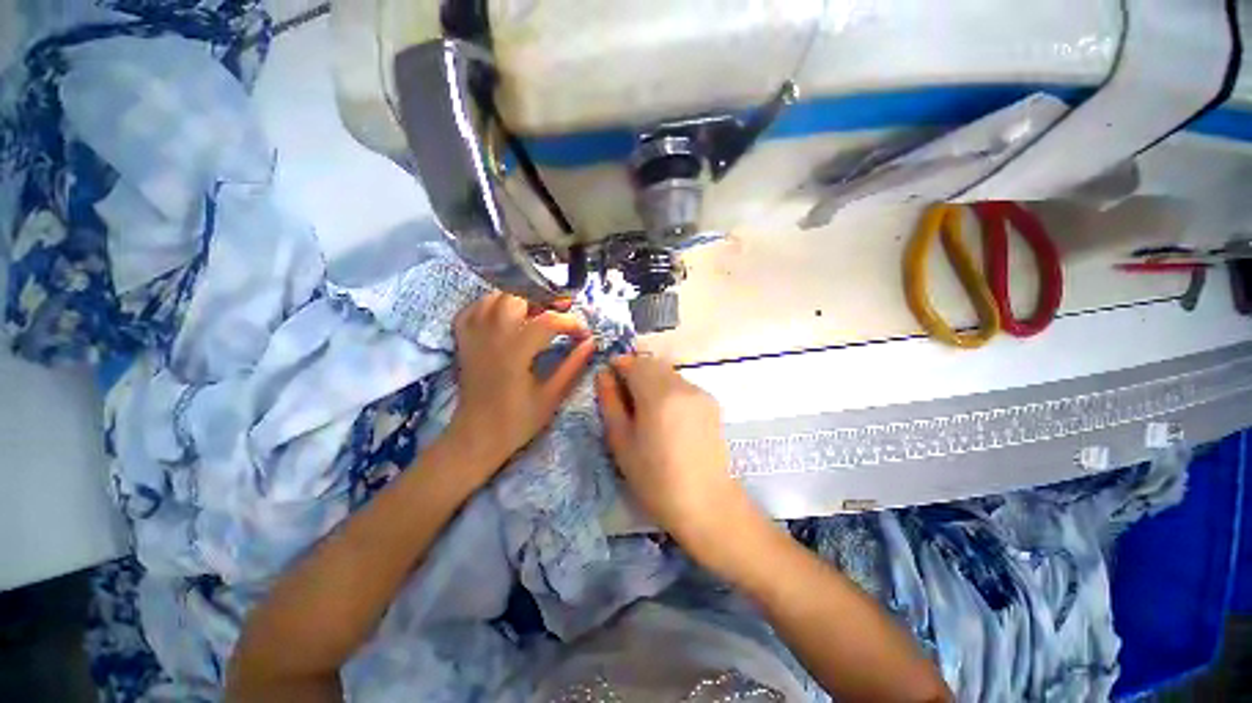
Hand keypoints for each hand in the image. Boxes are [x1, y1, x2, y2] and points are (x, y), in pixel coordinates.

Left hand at [447, 292, 594, 474]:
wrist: (476, 437)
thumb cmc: (517, 421)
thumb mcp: (551, 396)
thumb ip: (572, 366)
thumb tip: (591, 343)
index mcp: (515, 353)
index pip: (547, 321)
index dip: (571, 322)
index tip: (584, 334)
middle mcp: (492, 337)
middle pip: (517, 297)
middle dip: (543, 300)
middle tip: (561, 313)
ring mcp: (474, 336)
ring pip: (494, 298)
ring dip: (519, 299)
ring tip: (537, 312)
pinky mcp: (463, 341)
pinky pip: (473, 309)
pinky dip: (490, 304)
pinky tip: (505, 314)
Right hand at [596, 355, 755, 553]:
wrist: (706, 503)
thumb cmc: (655, 479)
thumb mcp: (622, 442)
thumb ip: (610, 402)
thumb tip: (603, 374)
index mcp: (658, 395)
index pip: (634, 363)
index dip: (618, 366)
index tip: (608, 379)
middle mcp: (682, 386)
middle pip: (652, 364)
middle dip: (635, 372)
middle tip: (624, 398)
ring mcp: (700, 392)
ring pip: (668, 373)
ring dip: (652, 380)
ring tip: (645, 410)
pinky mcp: (711, 402)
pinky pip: (682, 385)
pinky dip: (668, 389)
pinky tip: (666, 417)